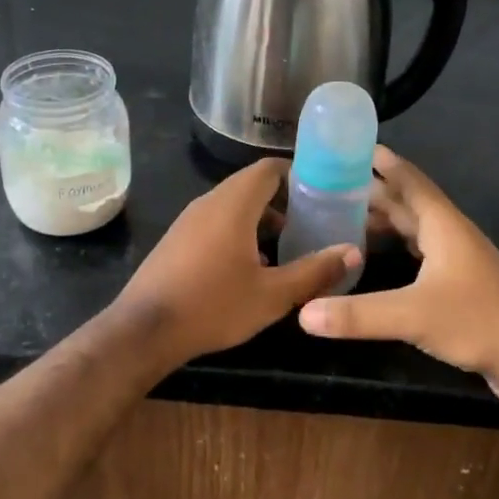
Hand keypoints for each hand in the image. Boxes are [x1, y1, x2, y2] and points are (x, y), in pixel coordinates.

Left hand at [114, 159, 359, 362]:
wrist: (144, 330)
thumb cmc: (213, 306)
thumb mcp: (272, 294)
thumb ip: (315, 271)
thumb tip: (353, 251)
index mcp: (233, 205)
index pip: (269, 169)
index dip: (298, 174)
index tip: (322, 192)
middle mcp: (209, 203)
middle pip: (251, 186)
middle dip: (283, 200)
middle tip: (312, 222)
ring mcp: (188, 220)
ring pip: (233, 206)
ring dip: (261, 219)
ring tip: (288, 246)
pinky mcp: (177, 240)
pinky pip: (215, 223)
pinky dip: (239, 232)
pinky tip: (252, 267)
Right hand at [299, 147, 498, 387]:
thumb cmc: (478, 321)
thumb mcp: (413, 315)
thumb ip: (357, 314)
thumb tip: (303, 312)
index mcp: (442, 225)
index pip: (408, 181)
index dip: (383, 162)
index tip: (353, 146)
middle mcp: (449, 234)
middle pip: (407, 203)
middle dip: (372, 191)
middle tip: (332, 183)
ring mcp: (457, 260)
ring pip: (413, 228)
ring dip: (383, 219)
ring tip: (344, 215)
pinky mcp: (459, 284)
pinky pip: (418, 252)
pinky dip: (395, 246)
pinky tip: (375, 257)